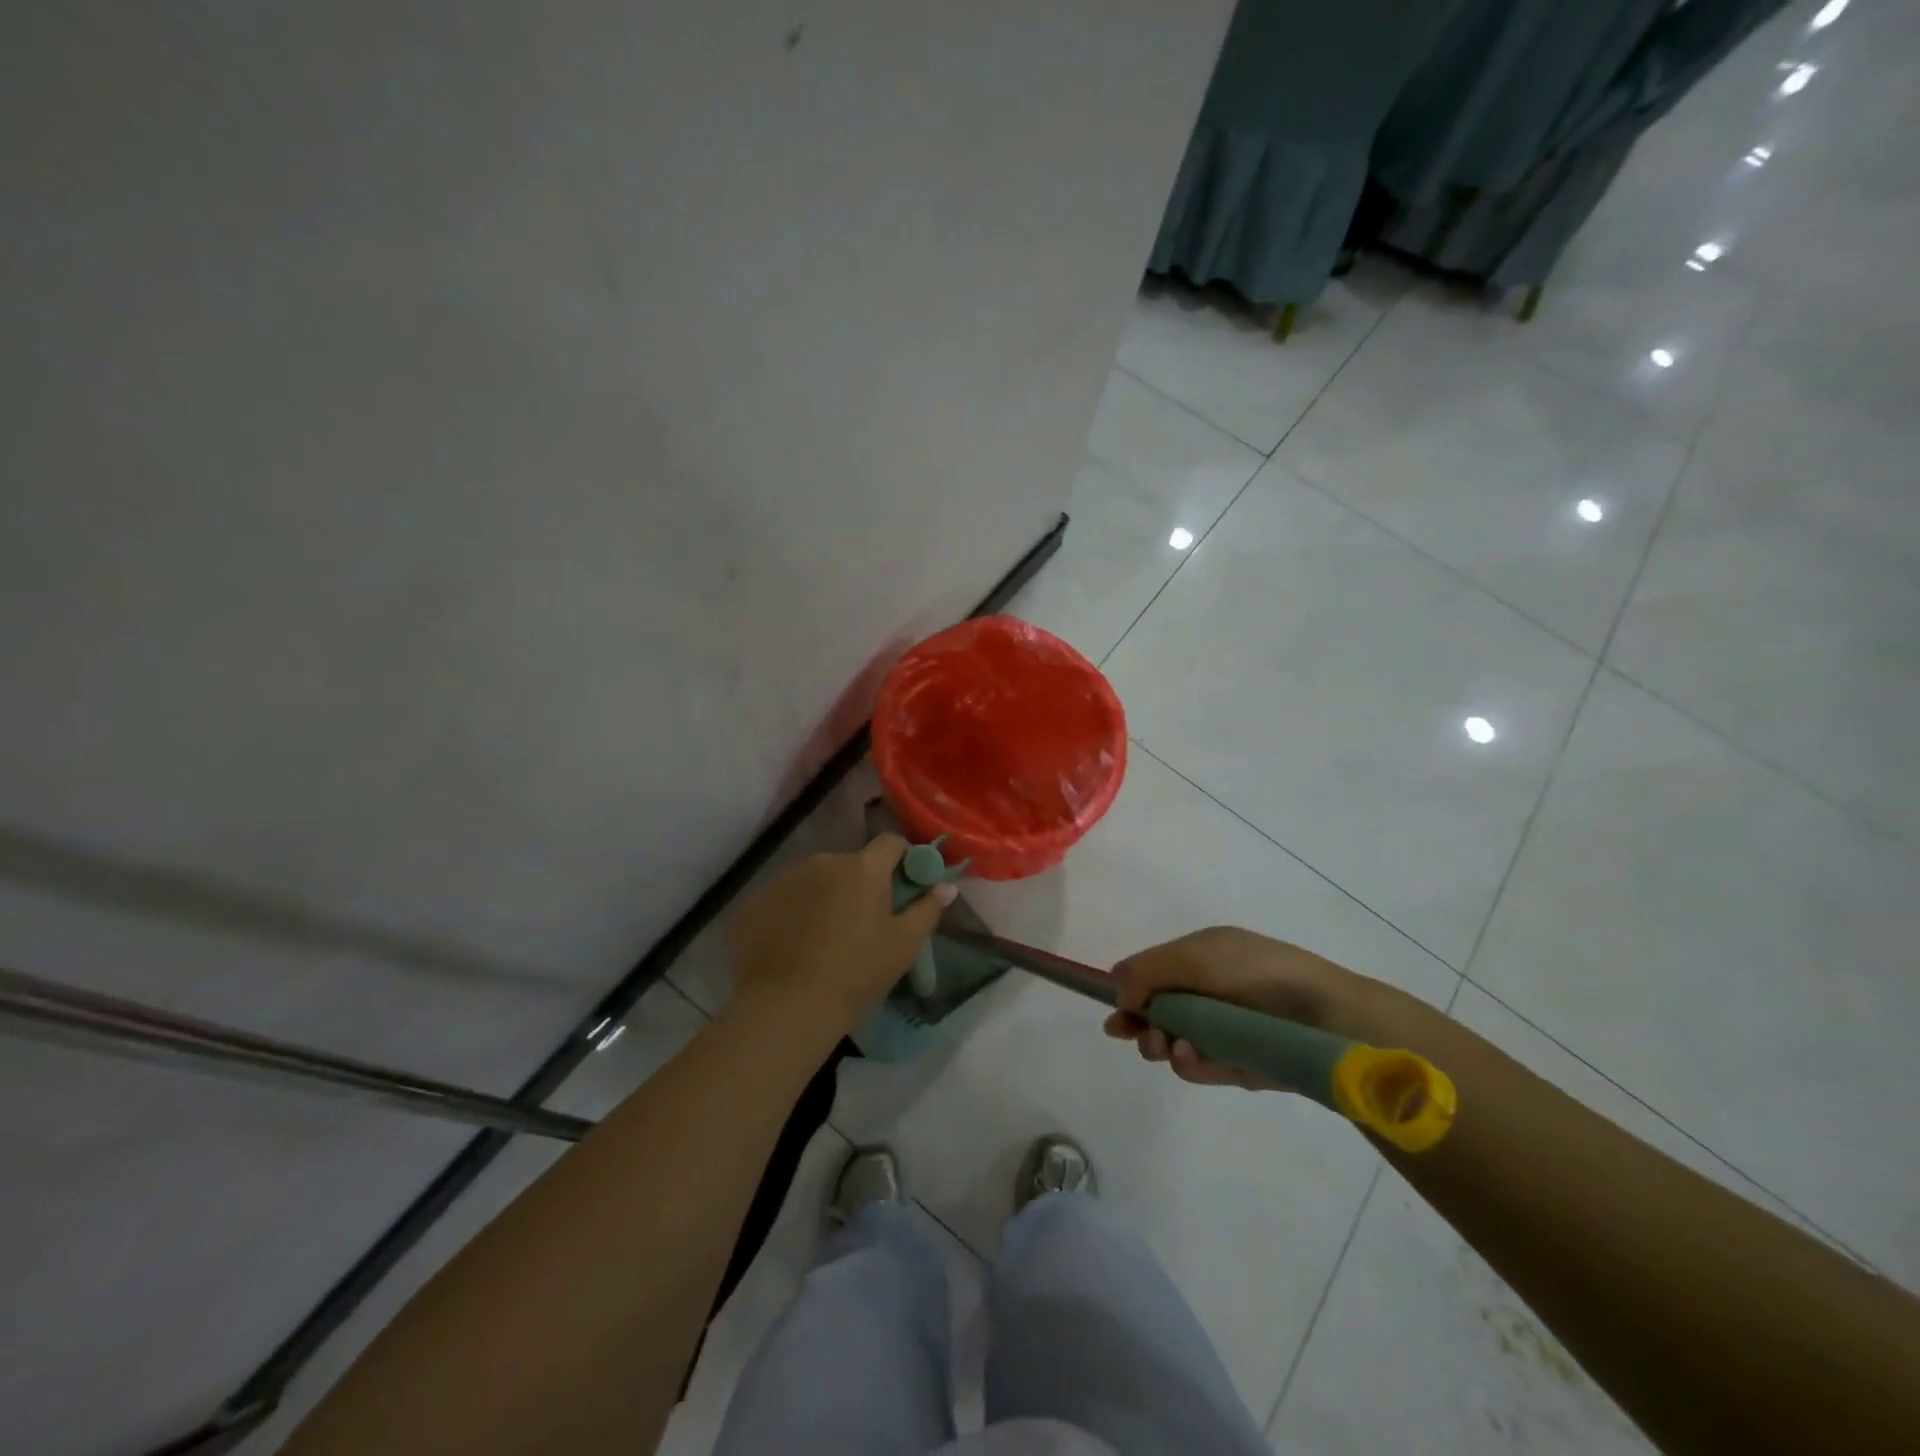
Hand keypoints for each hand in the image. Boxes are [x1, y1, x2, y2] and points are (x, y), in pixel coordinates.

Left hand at [727, 835, 954, 1040]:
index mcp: (863, 868)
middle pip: (851, 864)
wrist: (787, 1007)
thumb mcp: (903, 945)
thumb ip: (927, 909)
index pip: (891, 843)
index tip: (905, 886)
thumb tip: (946, 887)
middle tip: (864, 923)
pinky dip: (793, 914)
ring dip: (825, 897)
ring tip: (824, 939)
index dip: (902, 859)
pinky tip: (793, 947)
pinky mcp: (756, 902)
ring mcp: (785, 879)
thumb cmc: (857, 973)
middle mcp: (823, 861)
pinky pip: (785, 899)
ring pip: (816, 880)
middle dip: (860, 885)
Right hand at [1103, 926, 1429, 1091]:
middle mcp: (1207, 992)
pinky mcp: (1237, 1064)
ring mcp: (1222, 1030)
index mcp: (1199, 957)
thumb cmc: (1256, 974)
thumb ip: (1147, 970)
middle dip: (1139, 1024)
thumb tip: (1116, 989)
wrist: (1324, 1017)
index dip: (1128, 992)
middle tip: (1132, 1034)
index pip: (1150, 974)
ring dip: (1160, 1045)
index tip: (1114, 1013)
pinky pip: (1199, 1067)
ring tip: (1166, 1047)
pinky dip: (1188, 1064)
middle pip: (1155, 1012)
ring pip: (1172, 1042)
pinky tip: (1189, 1057)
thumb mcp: (1194, 956)